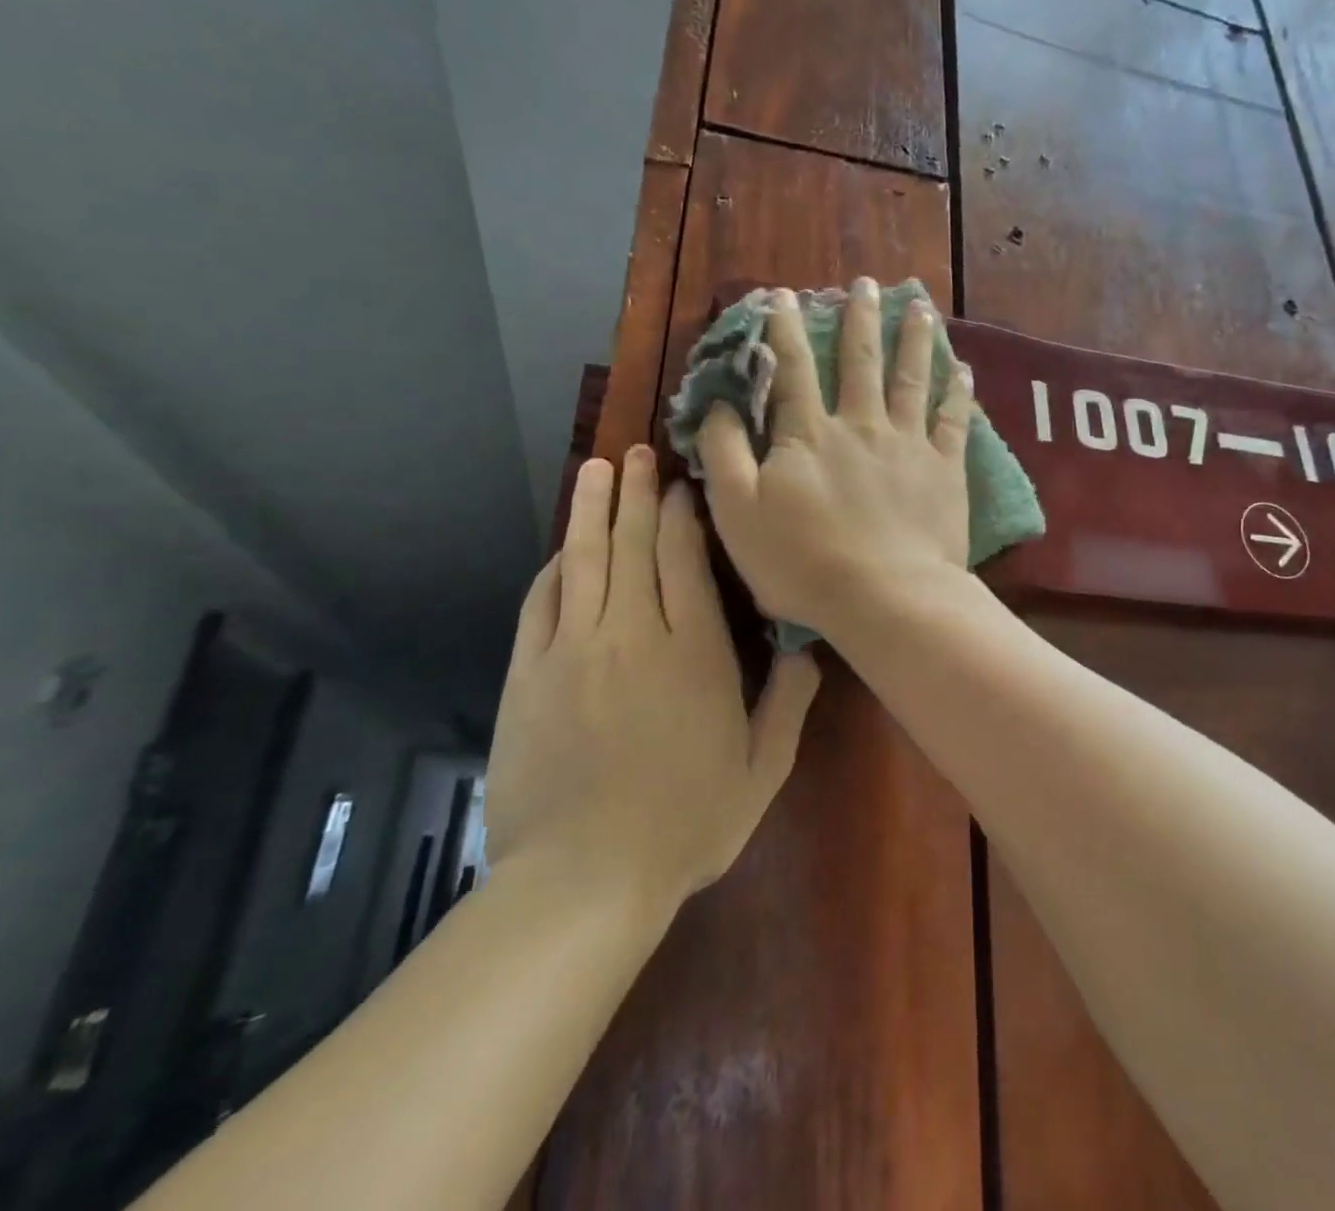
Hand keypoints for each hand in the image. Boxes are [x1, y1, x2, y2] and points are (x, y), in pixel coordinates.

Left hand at [485, 446, 821, 906]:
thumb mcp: (761, 770)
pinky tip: (561, 549)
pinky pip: (542, 603)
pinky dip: (555, 568)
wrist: (582, 881)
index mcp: (693, 651)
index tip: (686, 483)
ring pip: (584, 560)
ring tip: (597, 469)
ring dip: (592, 509)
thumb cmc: (685, 825)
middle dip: (639, 493)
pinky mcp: (528, 674)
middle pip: (633, 544)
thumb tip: (806, 646)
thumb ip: (789, 701)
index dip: (684, 513)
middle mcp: (633, 633)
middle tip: (640, 452)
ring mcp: (573, 649)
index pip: (685, 558)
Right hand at [698, 278, 972, 637]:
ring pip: (911, 378)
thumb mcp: (738, 512)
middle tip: (865, 284)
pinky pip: (954, 420)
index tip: (784, 296)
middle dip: (859, 319)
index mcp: (809, 435)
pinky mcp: (945, 469)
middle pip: (859, 361)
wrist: (886, 597)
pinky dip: (957, 392)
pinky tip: (962, 368)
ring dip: (913, 339)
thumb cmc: (803, 562)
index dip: (784, 330)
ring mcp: (908, 444)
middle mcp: (861, 425)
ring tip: (918, 306)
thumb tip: (718, 405)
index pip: (792, 369)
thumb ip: (724, 453)